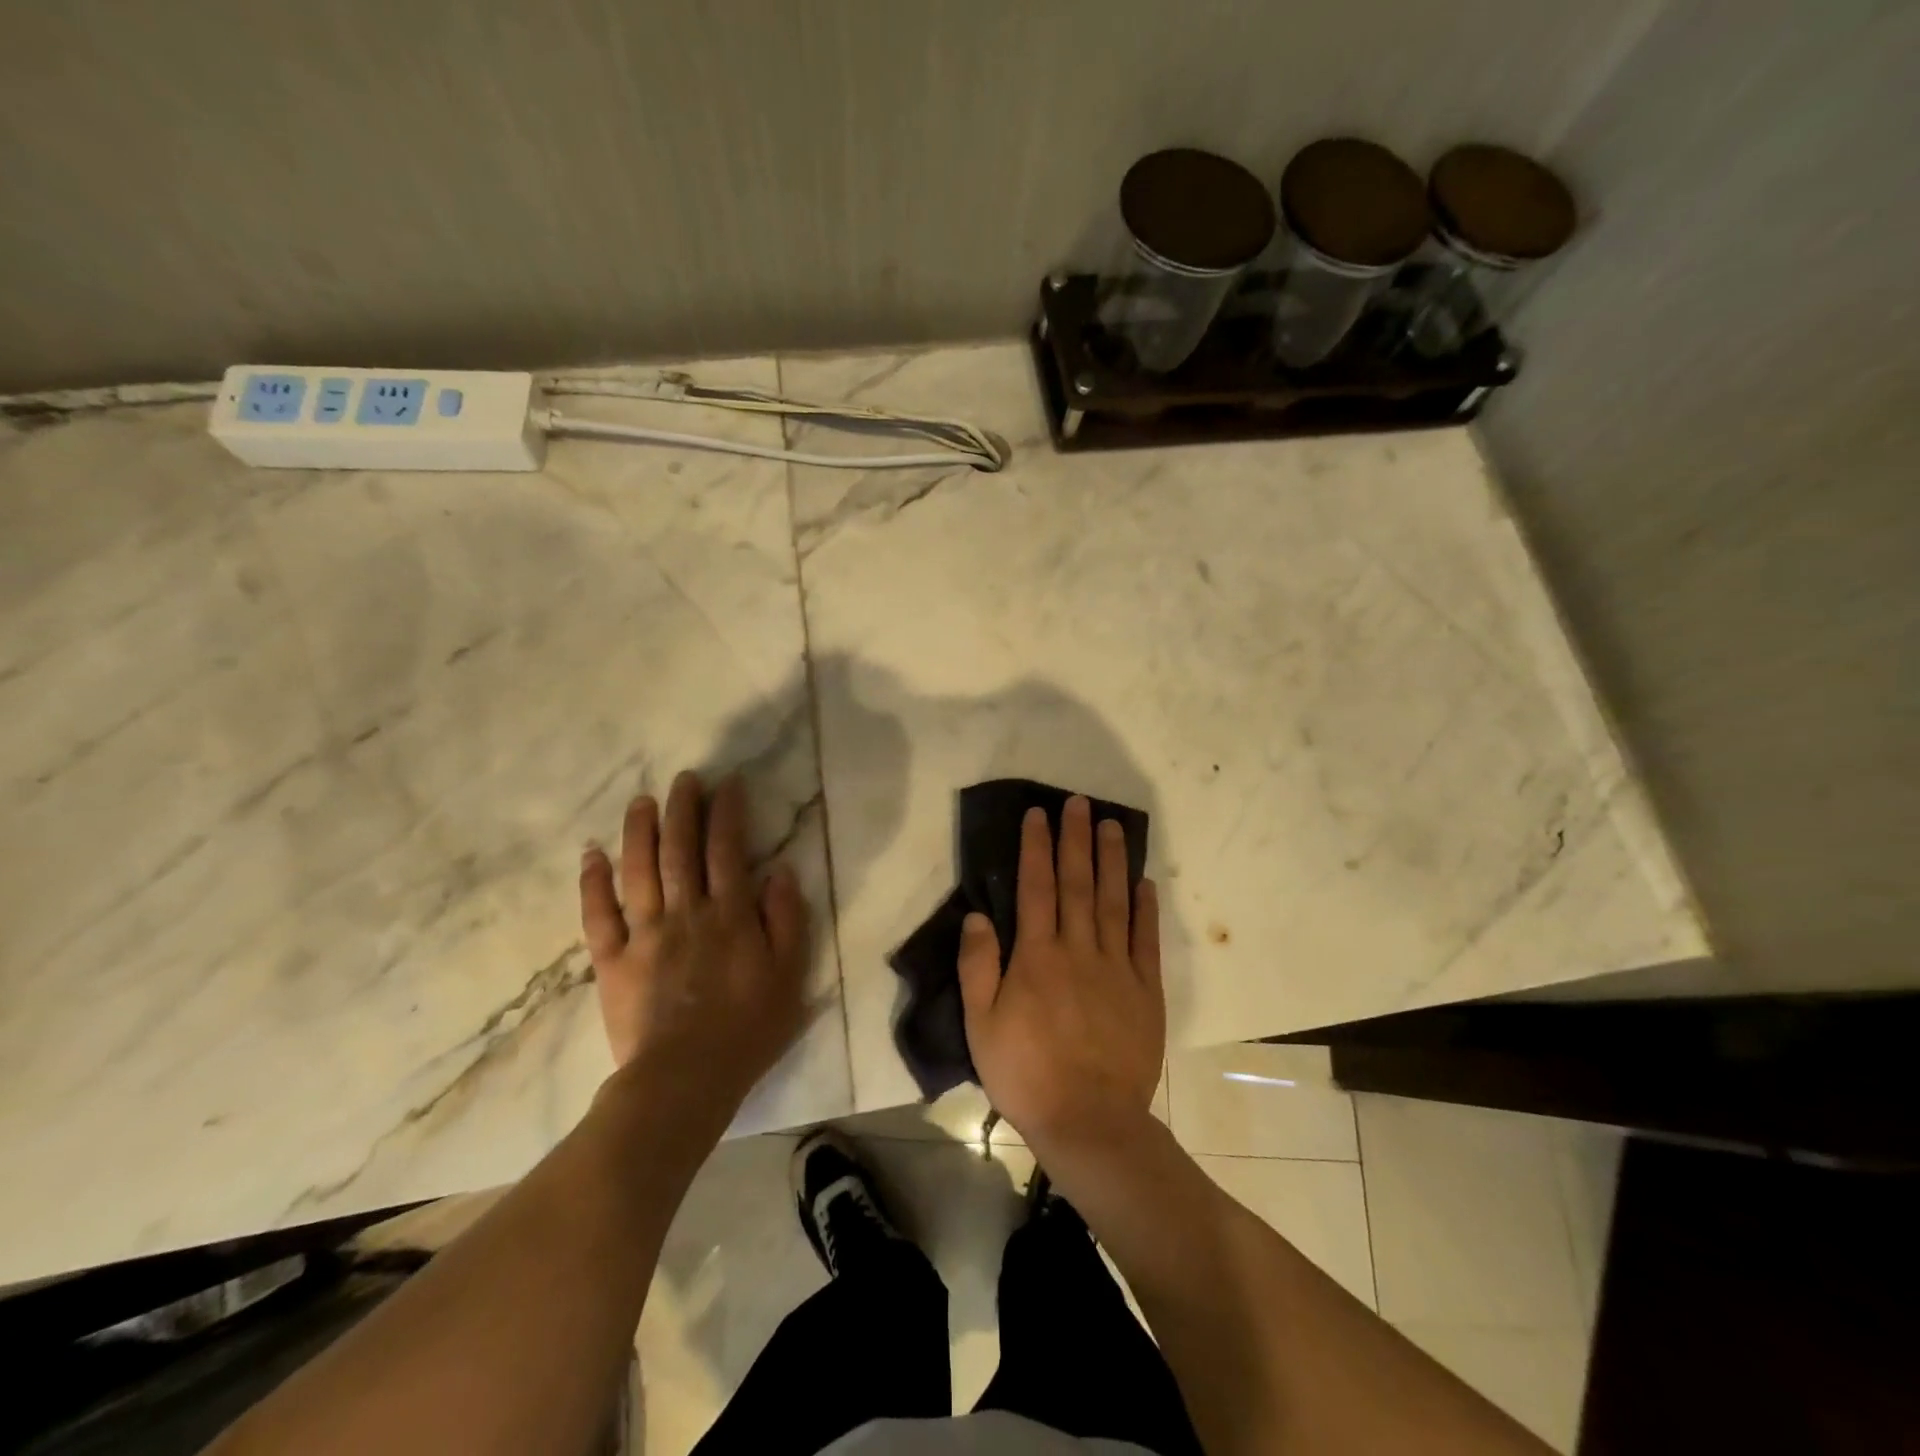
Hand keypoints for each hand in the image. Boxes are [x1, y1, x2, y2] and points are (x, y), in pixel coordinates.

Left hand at [578, 771, 810, 1126]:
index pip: (727, 850)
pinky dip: (593, 883)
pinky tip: (592, 855)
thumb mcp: (789, 975)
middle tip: (684, 778)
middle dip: (683, 809)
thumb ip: (786, 920)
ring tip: (642, 801)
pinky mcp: (613, 961)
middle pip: (681, 850)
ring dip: (639, 832)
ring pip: (639, 872)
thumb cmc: (747, 1028)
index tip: (726, 784)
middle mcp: (686, 913)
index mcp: (729, 915)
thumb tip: (779, 871)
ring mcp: (645, 935)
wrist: (685, 1081)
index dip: (726, 813)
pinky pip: (598, 916)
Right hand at [958, 796, 1164, 1152]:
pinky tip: (1144, 882)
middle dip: (1076, 839)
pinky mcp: (1145, 990)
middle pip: (1078, 883)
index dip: (1036, 847)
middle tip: (1079, 803)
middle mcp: (1078, 950)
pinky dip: (1145, 908)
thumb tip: (977, 916)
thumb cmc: (1026, 1074)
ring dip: (1112, 860)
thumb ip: (977, 967)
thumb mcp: (981, 1026)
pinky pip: (1145, 940)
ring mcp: (1116, 968)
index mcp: (1037, 957)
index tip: (1039, 814)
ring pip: (1113, 901)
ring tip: (1112, 825)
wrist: (1090, 1122)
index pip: (1036, 888)